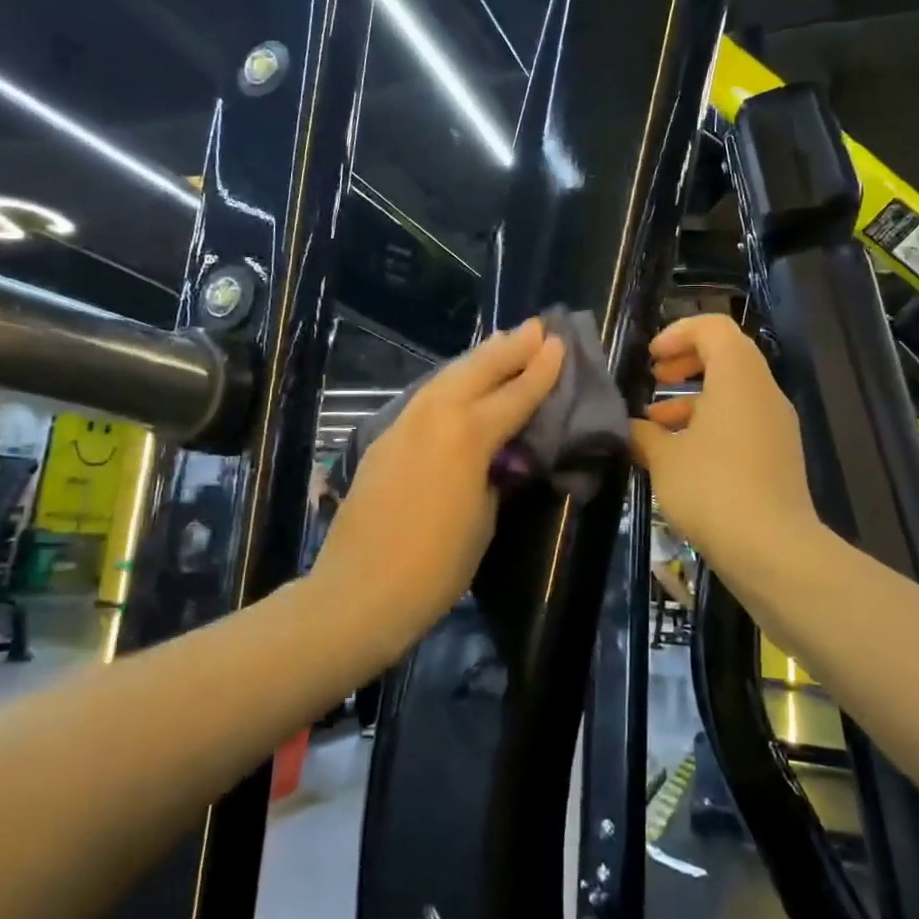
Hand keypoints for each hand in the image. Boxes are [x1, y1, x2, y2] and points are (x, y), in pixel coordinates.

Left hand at [314, 318, 564, 650]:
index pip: (514, 395)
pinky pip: (424, 398)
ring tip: (500, 342)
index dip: (540, 370)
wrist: (360, 591)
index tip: (558, 343)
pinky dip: (448, 383)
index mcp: (467, 435)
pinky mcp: (382, 439)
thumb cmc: (436, 566)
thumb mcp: (483, 518)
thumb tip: (495, 457)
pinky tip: (457, 384)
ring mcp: (402, 424)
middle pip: (477, 369)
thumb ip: (492, 475)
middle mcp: (433, 416)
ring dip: (476, 358)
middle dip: (509, 347)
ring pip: (445, 377)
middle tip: (536, 326)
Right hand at [630, 314, 820, 579]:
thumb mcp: (663, 458)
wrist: (772, 549)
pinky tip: (679, 457)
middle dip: (685, 362)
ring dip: (692, 399)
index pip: (713, 328)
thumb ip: (642, 433)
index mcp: (738, 377)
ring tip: (655, 426)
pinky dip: (710, 424)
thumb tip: (630, 427)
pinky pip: (741, 421)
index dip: (678, 333)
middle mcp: (763, 392)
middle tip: (655, 378)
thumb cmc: (712, 489)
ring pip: (732, 392)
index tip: (651, 358)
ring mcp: (775, 424)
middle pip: (726, 356)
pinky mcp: (778, 455)